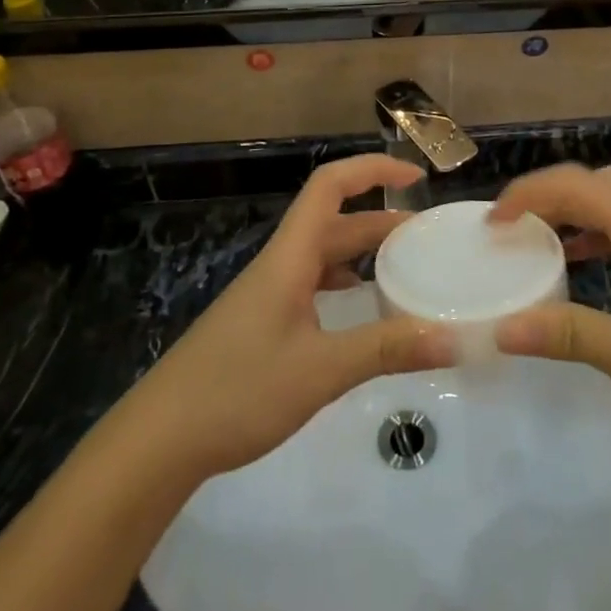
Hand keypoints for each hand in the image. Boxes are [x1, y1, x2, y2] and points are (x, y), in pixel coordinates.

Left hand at [123, 156, 456, 481]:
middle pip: (334, 223)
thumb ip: (386, 350)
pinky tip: (362, 313)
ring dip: (364, 255)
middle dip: (382, 221)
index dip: (373, 170)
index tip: (417, 178)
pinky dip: (344, 287)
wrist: (159, 439)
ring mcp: (268, 296)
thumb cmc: (237, 391)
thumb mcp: (320, 371)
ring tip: (406, 272)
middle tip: (429, 240)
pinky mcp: (262, 324)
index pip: (329, 186)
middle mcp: (279, 266)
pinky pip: (312, 287)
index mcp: (289, 258)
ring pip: (323, 257)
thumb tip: (451, 338)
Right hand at [490, 165, 610, 442]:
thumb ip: (571, 335)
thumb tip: (502, 328)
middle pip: (594, 181)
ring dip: (573, 209)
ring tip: (536, 239)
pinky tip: (585, 262)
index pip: (575, 186)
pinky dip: (597, 228)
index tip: (491, 223)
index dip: (527, 194)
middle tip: (510, 227)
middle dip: (547, 194)